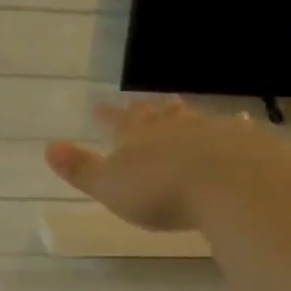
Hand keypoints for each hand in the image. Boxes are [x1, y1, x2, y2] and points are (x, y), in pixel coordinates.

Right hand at [45, 98, 251, 232]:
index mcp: (136, 137)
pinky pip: (232, 130)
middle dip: (144, 109)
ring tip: (178, 105)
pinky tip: (240, 122)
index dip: (107, 117)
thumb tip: (48, 147)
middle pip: (154, 114)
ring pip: (190, 117)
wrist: (227, 183)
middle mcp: (171, 127)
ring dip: (182, 112)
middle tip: (139, 100)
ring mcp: (208, 131)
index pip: (117, 122)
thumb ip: (80, 168)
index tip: (98, 107)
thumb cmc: (159, 191)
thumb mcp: (110, 186)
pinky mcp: (242, 143)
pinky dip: (231, 127)